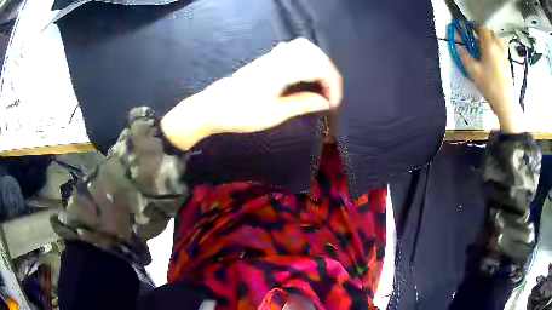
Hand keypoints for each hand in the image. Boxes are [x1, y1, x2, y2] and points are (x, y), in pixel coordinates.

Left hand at [161, 38, 342, 149]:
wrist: (212, 107)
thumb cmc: (240, 113)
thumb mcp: (274, 114)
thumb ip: (303, 104)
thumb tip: (326, 102)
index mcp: (283, 70)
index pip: (319, 67)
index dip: (333, 84)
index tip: (333, 104)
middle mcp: (279, 58)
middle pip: (315, 53)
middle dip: (329, 72)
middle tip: (330, 94)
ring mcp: (271, 57)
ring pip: (304, 48)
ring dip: (318, 64)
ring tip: (320, 85)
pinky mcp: (267, 60)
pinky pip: (292, 50)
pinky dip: (305, 59)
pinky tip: (304, 73)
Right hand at [459, 26, 523, 133]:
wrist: (506, 103)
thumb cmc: (490, 85)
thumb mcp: (473, 72)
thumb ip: (465, 57)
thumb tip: (459, 48)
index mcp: (489, 46)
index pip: (482, 28)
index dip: (475, 26)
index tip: (470, 29)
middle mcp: (498, 48)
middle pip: (492, 33)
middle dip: (485, 33)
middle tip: (478, 39)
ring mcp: (505, 57)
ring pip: (498, 42)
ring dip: (492, 41)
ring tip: (487, 48)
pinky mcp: (508, 66)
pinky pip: (502, 52)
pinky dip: (497, 50)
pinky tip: (494, 60)